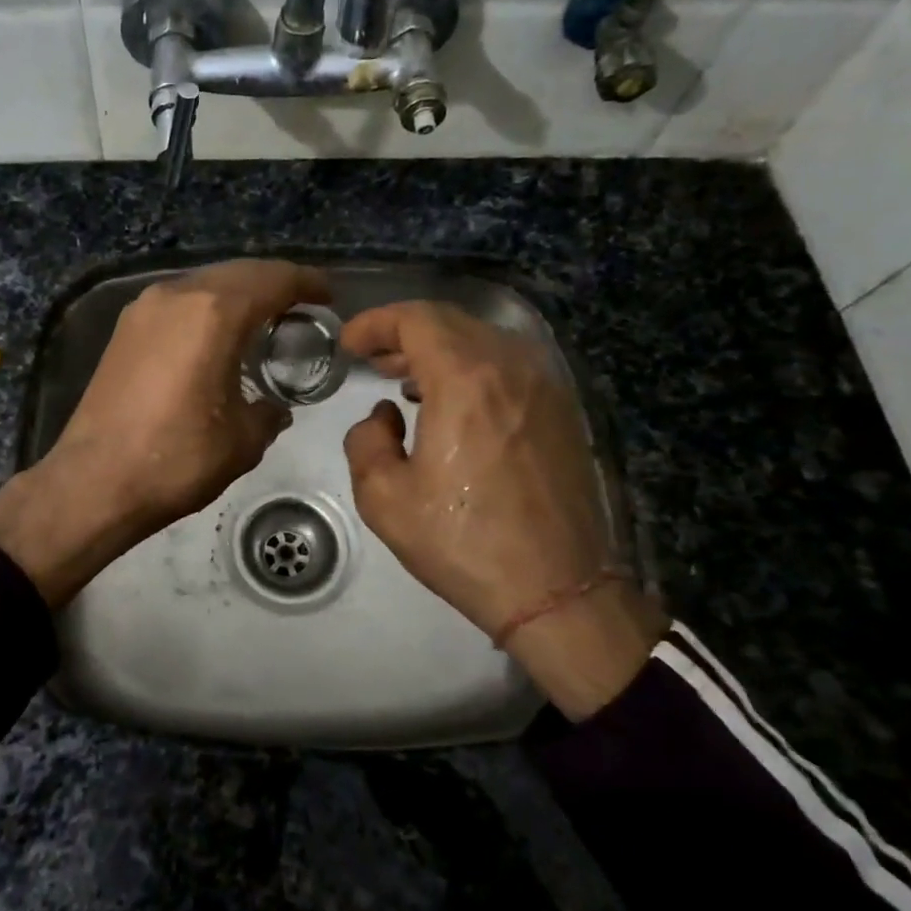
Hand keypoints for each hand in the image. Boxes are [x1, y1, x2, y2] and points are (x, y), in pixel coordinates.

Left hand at [0, 260, 328, 605]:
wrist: (94, 481)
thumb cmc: (176, 459)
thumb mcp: (242, 440)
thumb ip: (269, 412)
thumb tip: (275, 407)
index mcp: (213, 313)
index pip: (272, 279)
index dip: (306, 283)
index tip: (327, 296)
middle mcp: (176, 295)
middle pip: (237, 273)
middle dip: (273, 282)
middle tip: (300, 304)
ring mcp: (143, 309)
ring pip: (203, 284)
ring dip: (236, 292)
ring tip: (262, 318)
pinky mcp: (124, 329)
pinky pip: (178, 302)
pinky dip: (206, 308)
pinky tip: (216, 335)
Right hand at [340, 301, 667, 718]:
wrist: (557, 590)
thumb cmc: (463, 543)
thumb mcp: (384, 498)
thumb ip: (366, 440)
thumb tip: (384, 416)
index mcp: (465, 381)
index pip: (416, 319)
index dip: (375, 322)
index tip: (348, 343)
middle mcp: (511, 368)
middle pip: (450, 322)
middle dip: (403, 333)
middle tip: (371, 358)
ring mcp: (544, 387)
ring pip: (482, 340)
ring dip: (438, 349)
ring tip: (405, 379)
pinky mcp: (562, 411)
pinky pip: (507, 366)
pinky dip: (471, 367)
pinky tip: (451, 402)